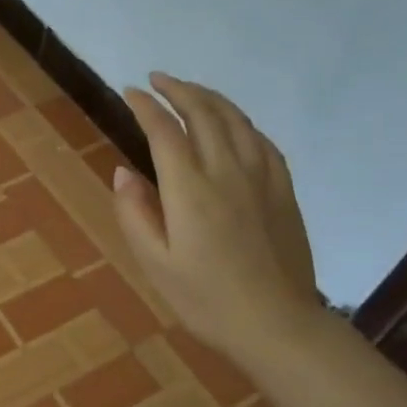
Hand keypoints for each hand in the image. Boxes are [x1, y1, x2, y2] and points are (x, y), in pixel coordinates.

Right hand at [112, 73, 322, 364]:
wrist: (276, 325)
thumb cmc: (205, 300)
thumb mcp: (155, 263)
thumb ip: (134, 213)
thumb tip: (123, 172)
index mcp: (190, 190)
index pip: (165, 131)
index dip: (145, 106)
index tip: (129, 92)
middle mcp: (227, 172)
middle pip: (204, 113)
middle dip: (178, 90)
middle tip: (157, 80)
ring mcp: (261, 179)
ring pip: (237, 120)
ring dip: (210, 98)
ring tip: (190, 91)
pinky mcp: (283, 191)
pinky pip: (262, 141)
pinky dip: (241, 123)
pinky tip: (234, 125)